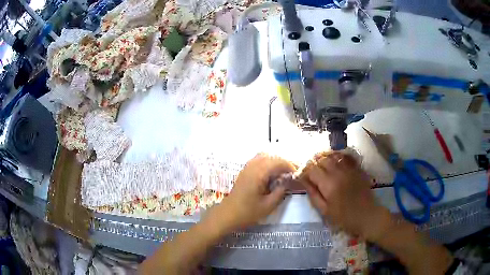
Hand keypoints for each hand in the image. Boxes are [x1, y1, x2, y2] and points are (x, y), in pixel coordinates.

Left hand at [211, 154, 295, 231]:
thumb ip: (281, 190)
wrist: (228, 215)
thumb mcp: (268, 205)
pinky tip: (271, 174)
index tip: (297, 174)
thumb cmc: (248, 213)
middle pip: (271, 157)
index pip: (277, 162)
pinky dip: (267, 163)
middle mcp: (252, 167)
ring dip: (275, 162)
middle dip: (283, 163)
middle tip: (292, 174)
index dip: (289, 166)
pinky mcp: (244, 172)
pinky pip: (257, 161)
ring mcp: (246, 168)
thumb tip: (288, 179)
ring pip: (264, 157)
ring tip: (283, 173)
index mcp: (258, 174)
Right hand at [301, 151, 388, 240]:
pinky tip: (335, 163)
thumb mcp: (325, 211)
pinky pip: (345, 157)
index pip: (312, 169)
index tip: (303, 177)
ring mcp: (349, 169)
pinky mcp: (357, 169)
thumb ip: (313, 194)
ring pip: (333, 156)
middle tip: (311, 172)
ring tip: (322, 166)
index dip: (305, 172)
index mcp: (329, 184)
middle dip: (314, 164)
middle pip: (322, 159)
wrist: (367, 216)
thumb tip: (304, 181)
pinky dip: (338, 157)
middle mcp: (339, 172)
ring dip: (325, 159)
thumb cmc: (344, 218)